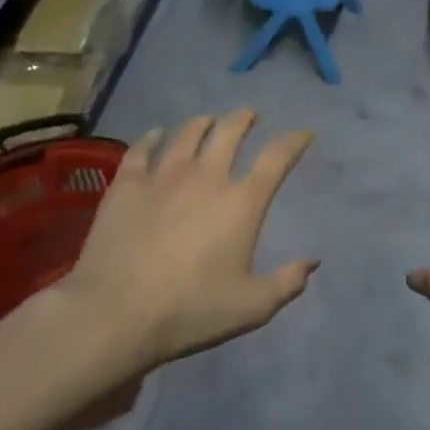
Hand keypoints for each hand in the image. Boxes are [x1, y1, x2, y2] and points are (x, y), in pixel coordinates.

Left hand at [57, 111, 315, 369]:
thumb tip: (312, 261)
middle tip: (250, 115)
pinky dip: (153, 138)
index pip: (276, 158)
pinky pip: (142, 149)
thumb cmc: (190, 311)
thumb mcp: (251, 307)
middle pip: (230, 131)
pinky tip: (155, 135)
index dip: (293, 141)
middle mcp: (206, 177)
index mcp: (242, 202)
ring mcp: (163, 176)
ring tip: (208, 120)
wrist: (116, 314)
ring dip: (204, 122)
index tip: (302, 134)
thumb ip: (287, 282)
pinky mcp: (127, 184)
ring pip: (188, 133)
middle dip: (244, 118)